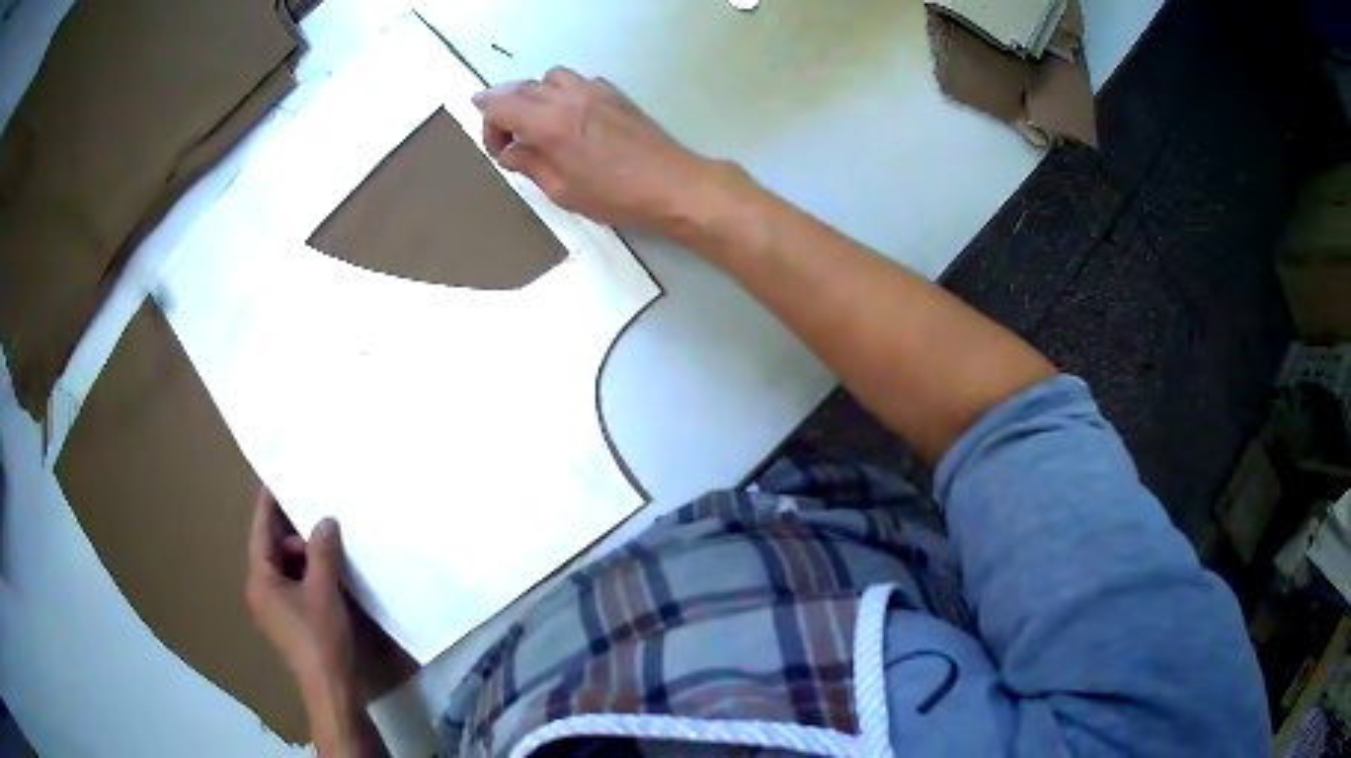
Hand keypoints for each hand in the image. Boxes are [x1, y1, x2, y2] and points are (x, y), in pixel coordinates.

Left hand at [245, 489, 355, 697]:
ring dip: (305, 560)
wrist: (330, 690)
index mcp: (259, 579)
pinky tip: (329, 581)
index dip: (268, 503)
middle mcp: (259, 590)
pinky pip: (293, 586)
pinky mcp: (288, 622)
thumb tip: (325, 520)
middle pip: (273, 549)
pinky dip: (308, 578)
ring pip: (285, 569)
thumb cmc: (320, 638)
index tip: (274, 476)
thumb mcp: (324, 590)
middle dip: (296, 538)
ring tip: (331, 560)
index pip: (260, 531)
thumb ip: (322, 551)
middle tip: (323, 532)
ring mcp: (273, 609)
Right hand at [473, 67, 721, 231]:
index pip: (500, 105)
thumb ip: (530, 165)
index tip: (497, 149)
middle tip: (511, 141)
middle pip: (521, 88)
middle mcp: (568, 98)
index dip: (488, 124)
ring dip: (535, 96)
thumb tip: (511, 152)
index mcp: (550, 123)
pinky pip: (577, 81)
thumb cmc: (615, 196)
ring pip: (550, 78)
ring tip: (538, 124)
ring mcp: (594, 90)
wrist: (672, 184)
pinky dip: (563, 92)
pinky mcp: (614, 93)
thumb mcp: (562, 190)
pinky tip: (570, 117)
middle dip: (506, 110)